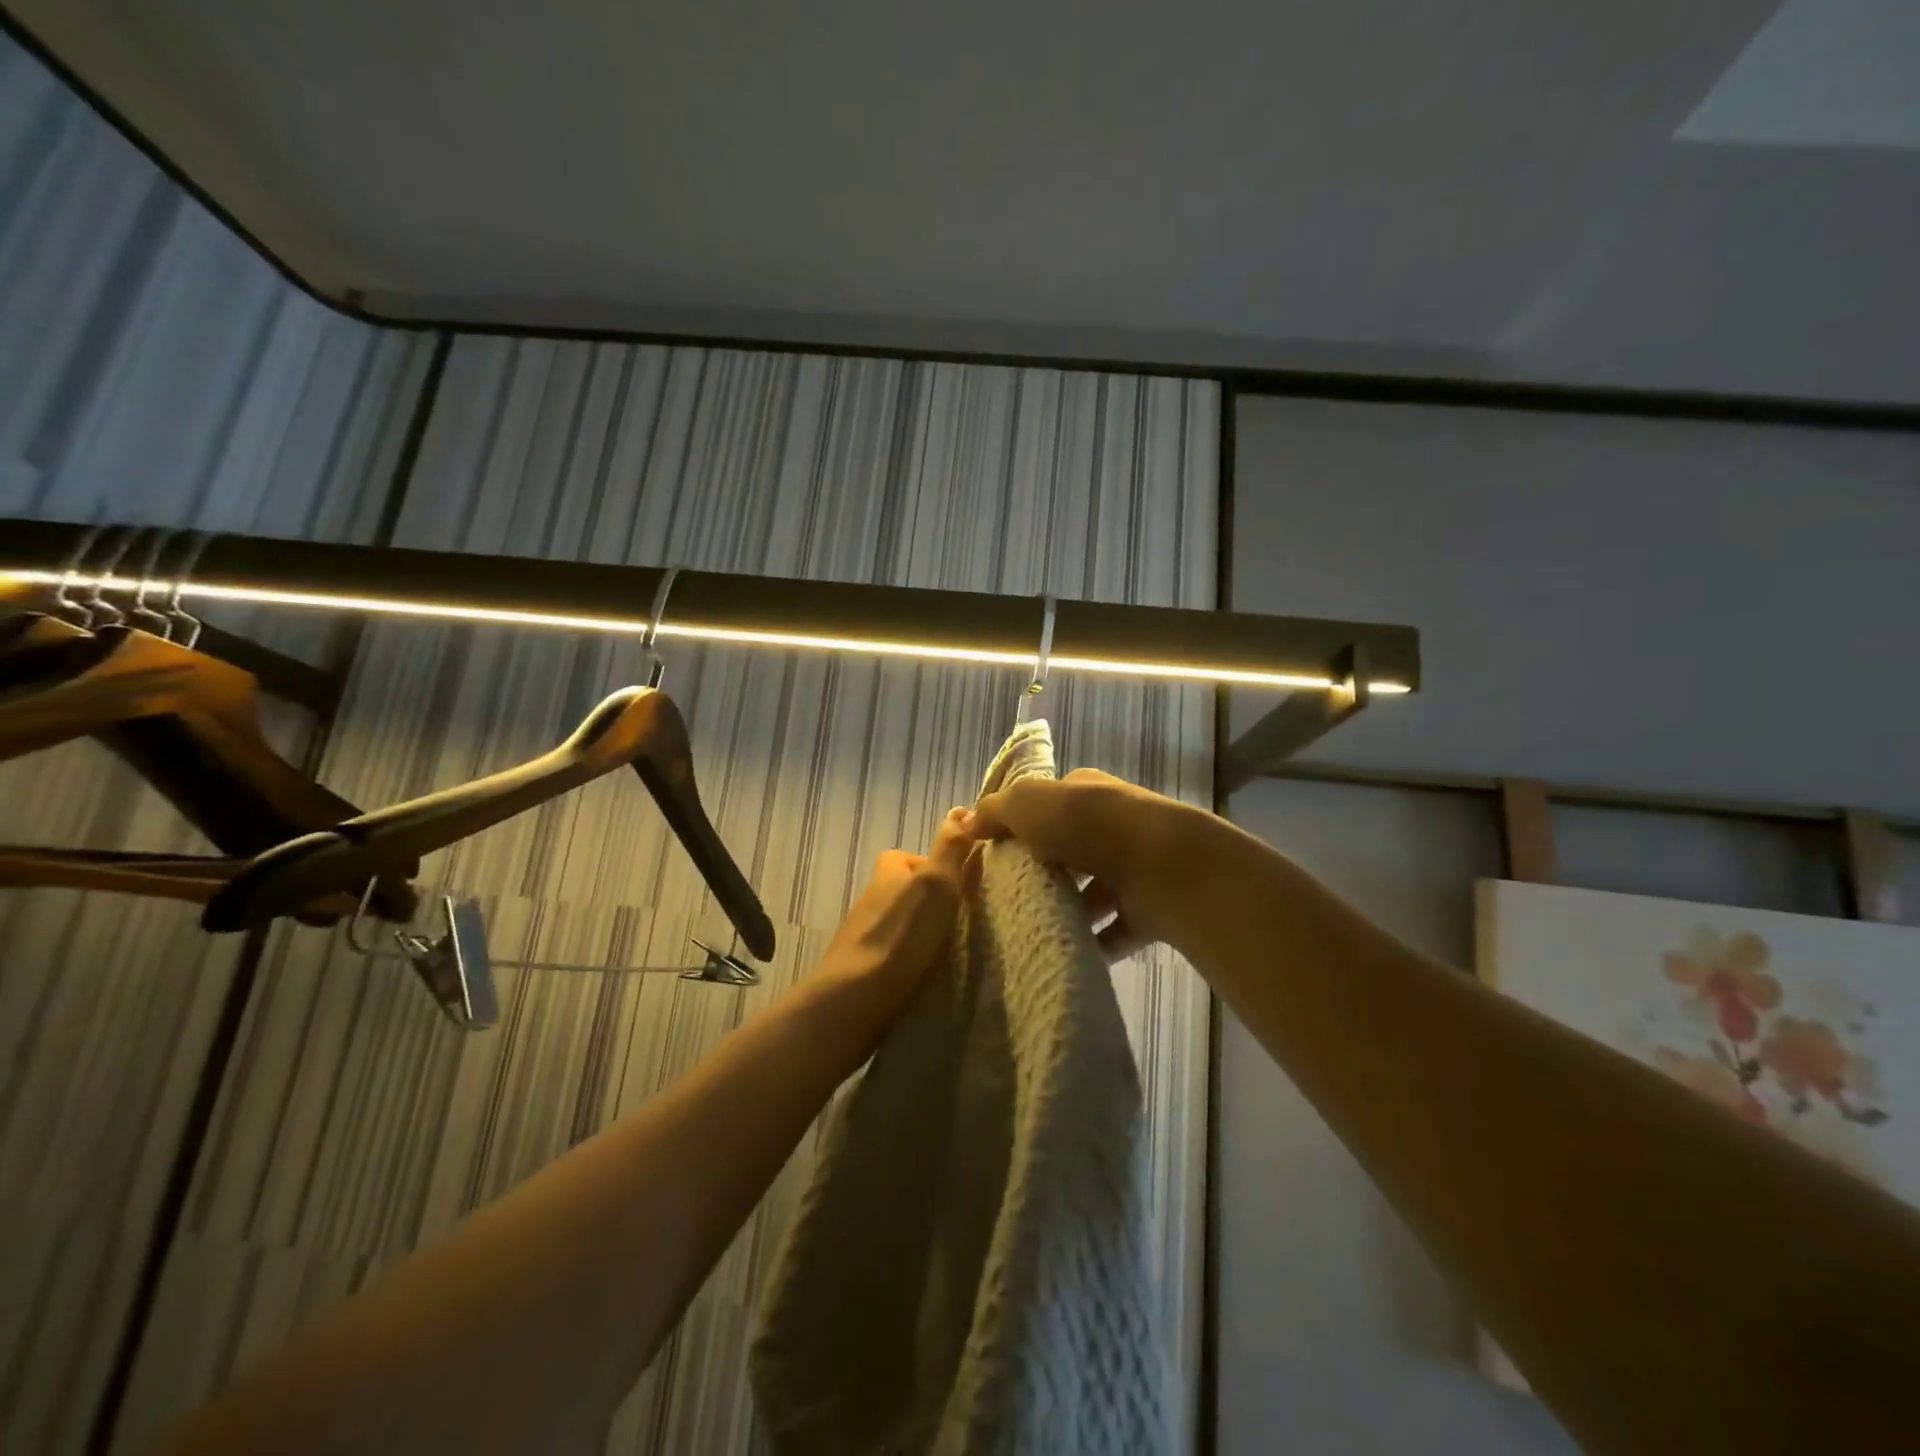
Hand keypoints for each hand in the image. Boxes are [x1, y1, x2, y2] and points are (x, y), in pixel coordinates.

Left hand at [815, 807, 972, 1022]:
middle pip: (905, 889)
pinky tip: (920, 972)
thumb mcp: (937, 883)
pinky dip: (904, 956)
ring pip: (896, 920)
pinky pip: (888, 950)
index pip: (915, 858)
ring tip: (942, 950)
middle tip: (955, 922)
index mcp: (888, 870)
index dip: (938, 869)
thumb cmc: (904, 934)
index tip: (959, 890)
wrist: (856, 997)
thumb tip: (962, 809)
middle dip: (928, 902)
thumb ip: (950, 848)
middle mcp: (871, 894)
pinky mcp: (858, 964)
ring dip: (916, 930)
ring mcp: (861, 931)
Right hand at [966, 768, 1200, 960]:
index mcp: (1085, 793)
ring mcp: (1133, 868)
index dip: (1023, 826)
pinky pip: (1115, 930)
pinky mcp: (1147, 908)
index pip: (1049, 806)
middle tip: (1011, 897)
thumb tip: (966, 821)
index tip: (996, 856)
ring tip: (1034, 929)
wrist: (1160, 865)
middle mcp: (1111, 826)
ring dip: (1071, 910)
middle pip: (1071, 850)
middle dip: (1046, 872)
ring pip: (1094, 892)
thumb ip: (995, 811)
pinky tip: (1068, 953)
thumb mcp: (1028, 804)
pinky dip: (1095, 943)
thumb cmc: (1086, 825)